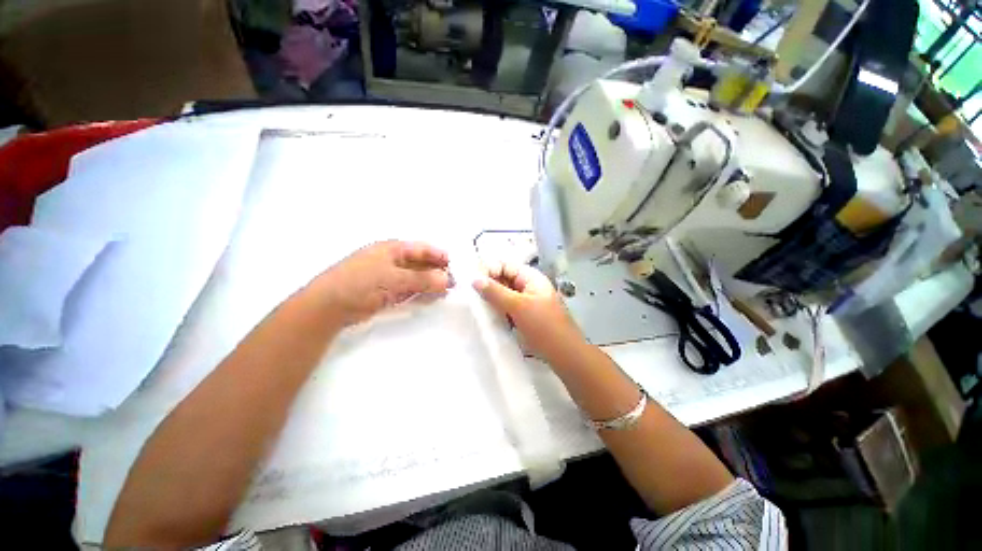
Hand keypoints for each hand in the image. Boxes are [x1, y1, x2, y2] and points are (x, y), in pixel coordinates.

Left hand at [313, 240, 451, 326]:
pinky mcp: (385, 291)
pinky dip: (420, 293)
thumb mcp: (394, 278)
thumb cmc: (361, 283)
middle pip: (420, 263)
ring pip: (416, 277)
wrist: (329, 306)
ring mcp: (389, 276)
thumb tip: (447, 280)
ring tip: (446, 291)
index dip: (438, 255)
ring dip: (430, 283)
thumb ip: (422, 279)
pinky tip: (431, 297)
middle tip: (453, 282)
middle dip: (437, 271)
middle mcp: (392, 260)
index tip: (454, 265)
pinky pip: (409, 289)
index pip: (422, 249)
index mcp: (393, 249)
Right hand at [473, 261, 586, 362]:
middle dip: (489, 285)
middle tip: (472, 296)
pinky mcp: (525, 315)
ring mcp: (527, 301)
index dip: (489, 270)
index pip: (505, 265)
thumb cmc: (543, 326)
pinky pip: (507, 307)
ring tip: (477, 306)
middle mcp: (529, 286)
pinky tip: (488, 316)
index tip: (473, 282)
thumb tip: (474, 279)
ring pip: (505, 294)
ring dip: (492, 298)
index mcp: (531, 277)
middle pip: (504, 278)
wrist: (565, 354)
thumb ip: (495, 292)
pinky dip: (498, 309)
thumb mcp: (518, 306)